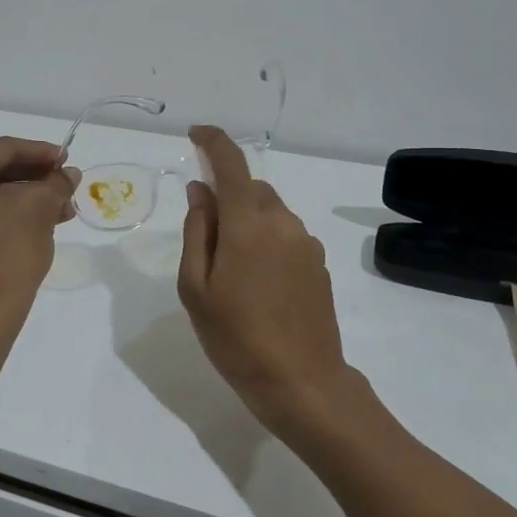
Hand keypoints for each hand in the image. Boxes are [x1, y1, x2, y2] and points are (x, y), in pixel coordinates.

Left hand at [0, 136, 78, 328]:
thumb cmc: (7, 252)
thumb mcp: (38, 209)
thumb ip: (56, 183)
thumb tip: (68, 174)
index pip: (3, 149)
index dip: (40, 152)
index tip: (68, 159)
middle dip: (36, 177)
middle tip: (67, 183)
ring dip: (28, 197)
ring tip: (64, 208)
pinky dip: (11, 212)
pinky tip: (44, 220)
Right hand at [177, 127, 374, 440]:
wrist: (303, 383)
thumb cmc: (236, 338)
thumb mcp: (196, 288)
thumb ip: (197, 231)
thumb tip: (200, 191)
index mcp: (248, 225)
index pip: (232, 164)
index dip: (213, 142)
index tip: (196, 133)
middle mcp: (282, 223)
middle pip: (253, 188)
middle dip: (228, 195)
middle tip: (205, 233)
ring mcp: (306, 244)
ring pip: (271, 212)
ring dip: (248, 220)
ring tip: (231, 268)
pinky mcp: (320, 264)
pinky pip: (287, 235)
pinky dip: (267, 240)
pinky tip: (258, 282)